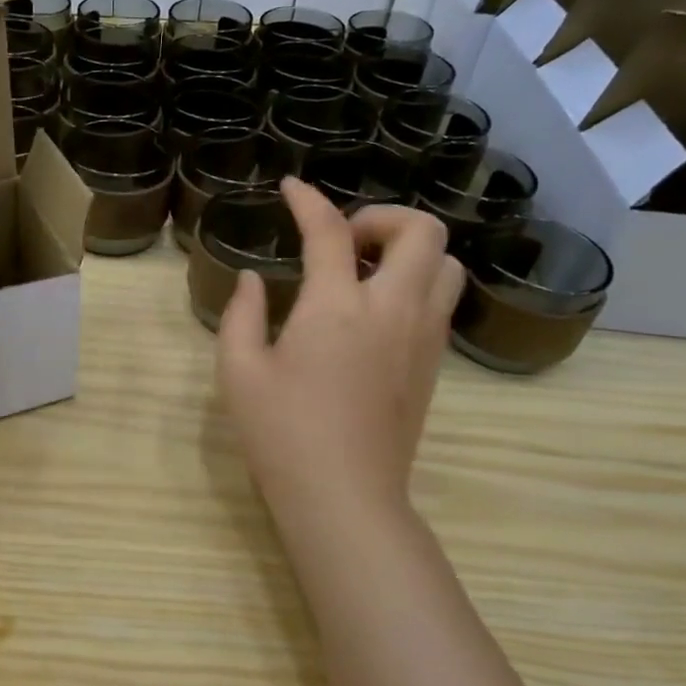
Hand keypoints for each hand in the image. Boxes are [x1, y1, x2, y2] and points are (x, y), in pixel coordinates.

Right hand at [217, 177, 462, 527]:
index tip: (290, 188)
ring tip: (365, 273)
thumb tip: (254, 280)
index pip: (330, 230)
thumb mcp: (238, 371)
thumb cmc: (281, 433)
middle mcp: (392, 310)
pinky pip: (440, 300)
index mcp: (337, 307)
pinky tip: (374, 313)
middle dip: (383, 217)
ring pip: (446, 264)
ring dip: (409, 250)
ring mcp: (422, 338)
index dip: (308, 201)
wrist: (344, 497)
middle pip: (421, 231)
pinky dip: (416, 283)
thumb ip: (242, 314)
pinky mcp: (433, 365)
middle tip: (343, 241)